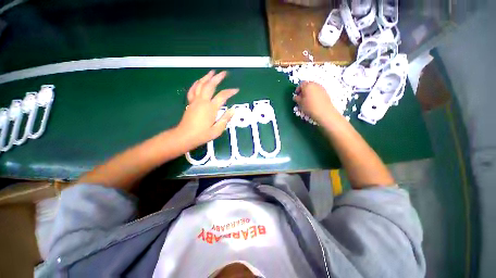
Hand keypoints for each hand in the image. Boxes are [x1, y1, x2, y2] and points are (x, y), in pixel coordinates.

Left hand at [175, 70, 237, 149]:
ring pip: (200, 85)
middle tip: (224, 73)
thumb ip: (225, 119)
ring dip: (207, 77)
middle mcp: (203, 101)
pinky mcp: (190, 103)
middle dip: (218, 78)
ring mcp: (195, 101)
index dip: (230, 92)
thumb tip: (233, 110)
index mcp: (211, 108)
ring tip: (212, 72)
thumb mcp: (217, 130)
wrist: (184, 136)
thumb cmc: (202, 134)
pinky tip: (199, 81)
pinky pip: (193, 90)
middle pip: (210, 85)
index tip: (236, 89)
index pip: (222, 96)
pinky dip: (196, 83)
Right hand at [293, 81, 339, 124]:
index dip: (297, 89)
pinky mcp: (325, 92)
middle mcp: (315, 84)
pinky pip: (318, 91)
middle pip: (308, 85)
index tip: (296, 95)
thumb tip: (296, 97)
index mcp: (307, 86)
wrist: (324, 112)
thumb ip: (297, 98)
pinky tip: (313, 101)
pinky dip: (314, 94)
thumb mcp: (300, 103)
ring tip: (307, 100)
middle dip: (304, 90)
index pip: (301, 84)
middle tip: (301, 97)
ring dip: (309, 92)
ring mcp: (321, 88)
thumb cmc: (310, 107)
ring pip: (313, 88)